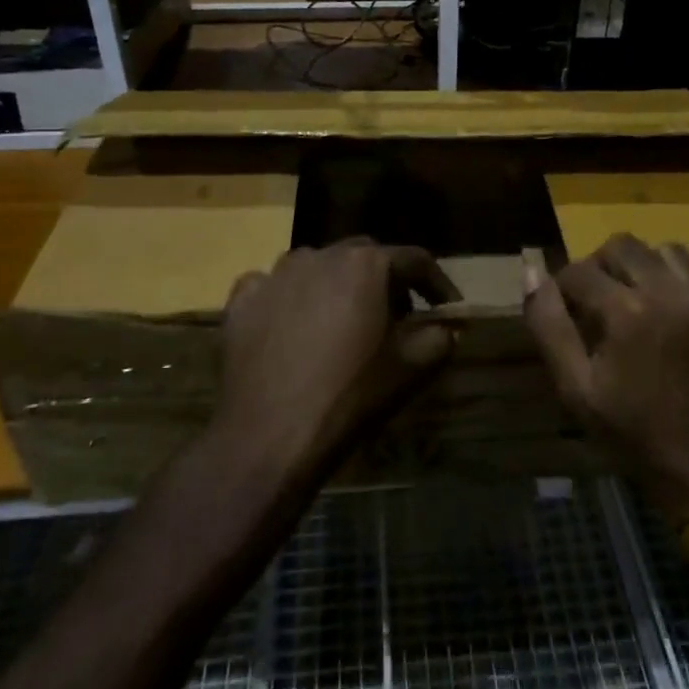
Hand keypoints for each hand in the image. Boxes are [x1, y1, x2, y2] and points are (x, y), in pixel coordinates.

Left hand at [218, 238, 456, 480]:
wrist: (271, 435)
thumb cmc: (351, 395)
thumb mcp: (412, 368)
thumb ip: (439, 338)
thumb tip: (445, 328)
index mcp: (365, 263)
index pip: (414, 260)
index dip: (437, 283)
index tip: (447, 306)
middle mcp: (319, 254)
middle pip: (363, 256)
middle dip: (385, 280)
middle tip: (395, 316)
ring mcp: (274, 274)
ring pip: (316, 267)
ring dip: (336, 286)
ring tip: (341, 321)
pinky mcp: (242, 299)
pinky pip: (273, 287)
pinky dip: (289, 300)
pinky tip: (291, 327)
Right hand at [525, 234, 688, 521]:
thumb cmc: (633, 432)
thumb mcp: (575, 388)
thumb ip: (549, 326)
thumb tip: (532, 274)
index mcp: (628, 311)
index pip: (579, 271)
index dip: (564, 287)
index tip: (567, 309)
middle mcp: (672, 292)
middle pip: (623, 245)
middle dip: (602, 266)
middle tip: (601, 300)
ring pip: (670, 251)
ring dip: (647, 267)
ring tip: (642, 299)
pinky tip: (684, 306)